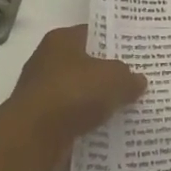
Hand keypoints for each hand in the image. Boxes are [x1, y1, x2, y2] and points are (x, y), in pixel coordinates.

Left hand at [0, 25, 146, 170]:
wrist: (32, 137)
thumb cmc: (73, 93)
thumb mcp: (114, 78)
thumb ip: (129, 77)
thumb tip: (138, 81)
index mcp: (62, 39)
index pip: (94, 33)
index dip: (115, 41)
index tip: (135, 51)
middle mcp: (47, 60)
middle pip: (86, 63)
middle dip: (107, 72)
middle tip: (135, 79)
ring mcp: (41, 90)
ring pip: (78, 91)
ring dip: (96, 100)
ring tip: (126, 106)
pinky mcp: (39, 119)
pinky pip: (70, 115)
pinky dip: (84, 121)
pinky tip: (105, 127)